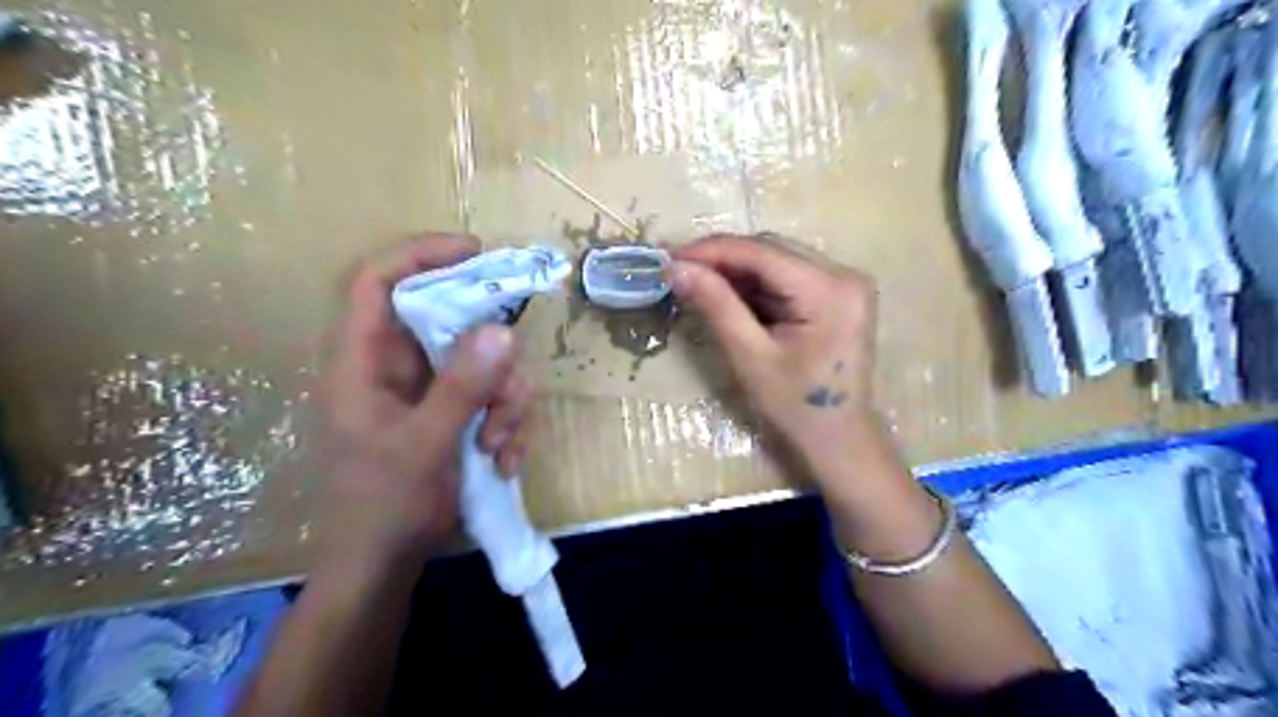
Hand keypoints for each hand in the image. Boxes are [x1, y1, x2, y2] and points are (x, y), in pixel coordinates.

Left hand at [314, 239, 535, 574]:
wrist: (383, 568)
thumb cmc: (383, 508)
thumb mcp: (425, 445)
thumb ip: (461, 387)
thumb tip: (502, 330)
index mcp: (362, 362)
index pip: (377, 281)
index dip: (421, 255)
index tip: (477, 253)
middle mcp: (396, 367)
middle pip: (451, 323)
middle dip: (492, 358)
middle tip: (511, 389)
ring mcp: (427, 392)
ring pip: (483, 363)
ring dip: (506, 401)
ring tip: (502, 445)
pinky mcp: (452, 414)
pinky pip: (493, 397)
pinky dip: (507, 424)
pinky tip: (505, 461)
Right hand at [669, 234, 878, 474]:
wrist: (837, 440)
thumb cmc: (795, 407)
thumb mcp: (750, 357)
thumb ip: (716, 305)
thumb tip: (677, 267)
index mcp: (830, 290)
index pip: (763, 252)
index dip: (712, 250)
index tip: (669, 258)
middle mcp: (844, 276)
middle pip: (772, 251)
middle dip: (722, 259)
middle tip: (678, 271)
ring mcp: (843, 284)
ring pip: (777, 261)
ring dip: (736, 271)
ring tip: (696, 283)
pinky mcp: (837, 296)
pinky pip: (787, 277)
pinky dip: (755, 285)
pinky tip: (727, 296)